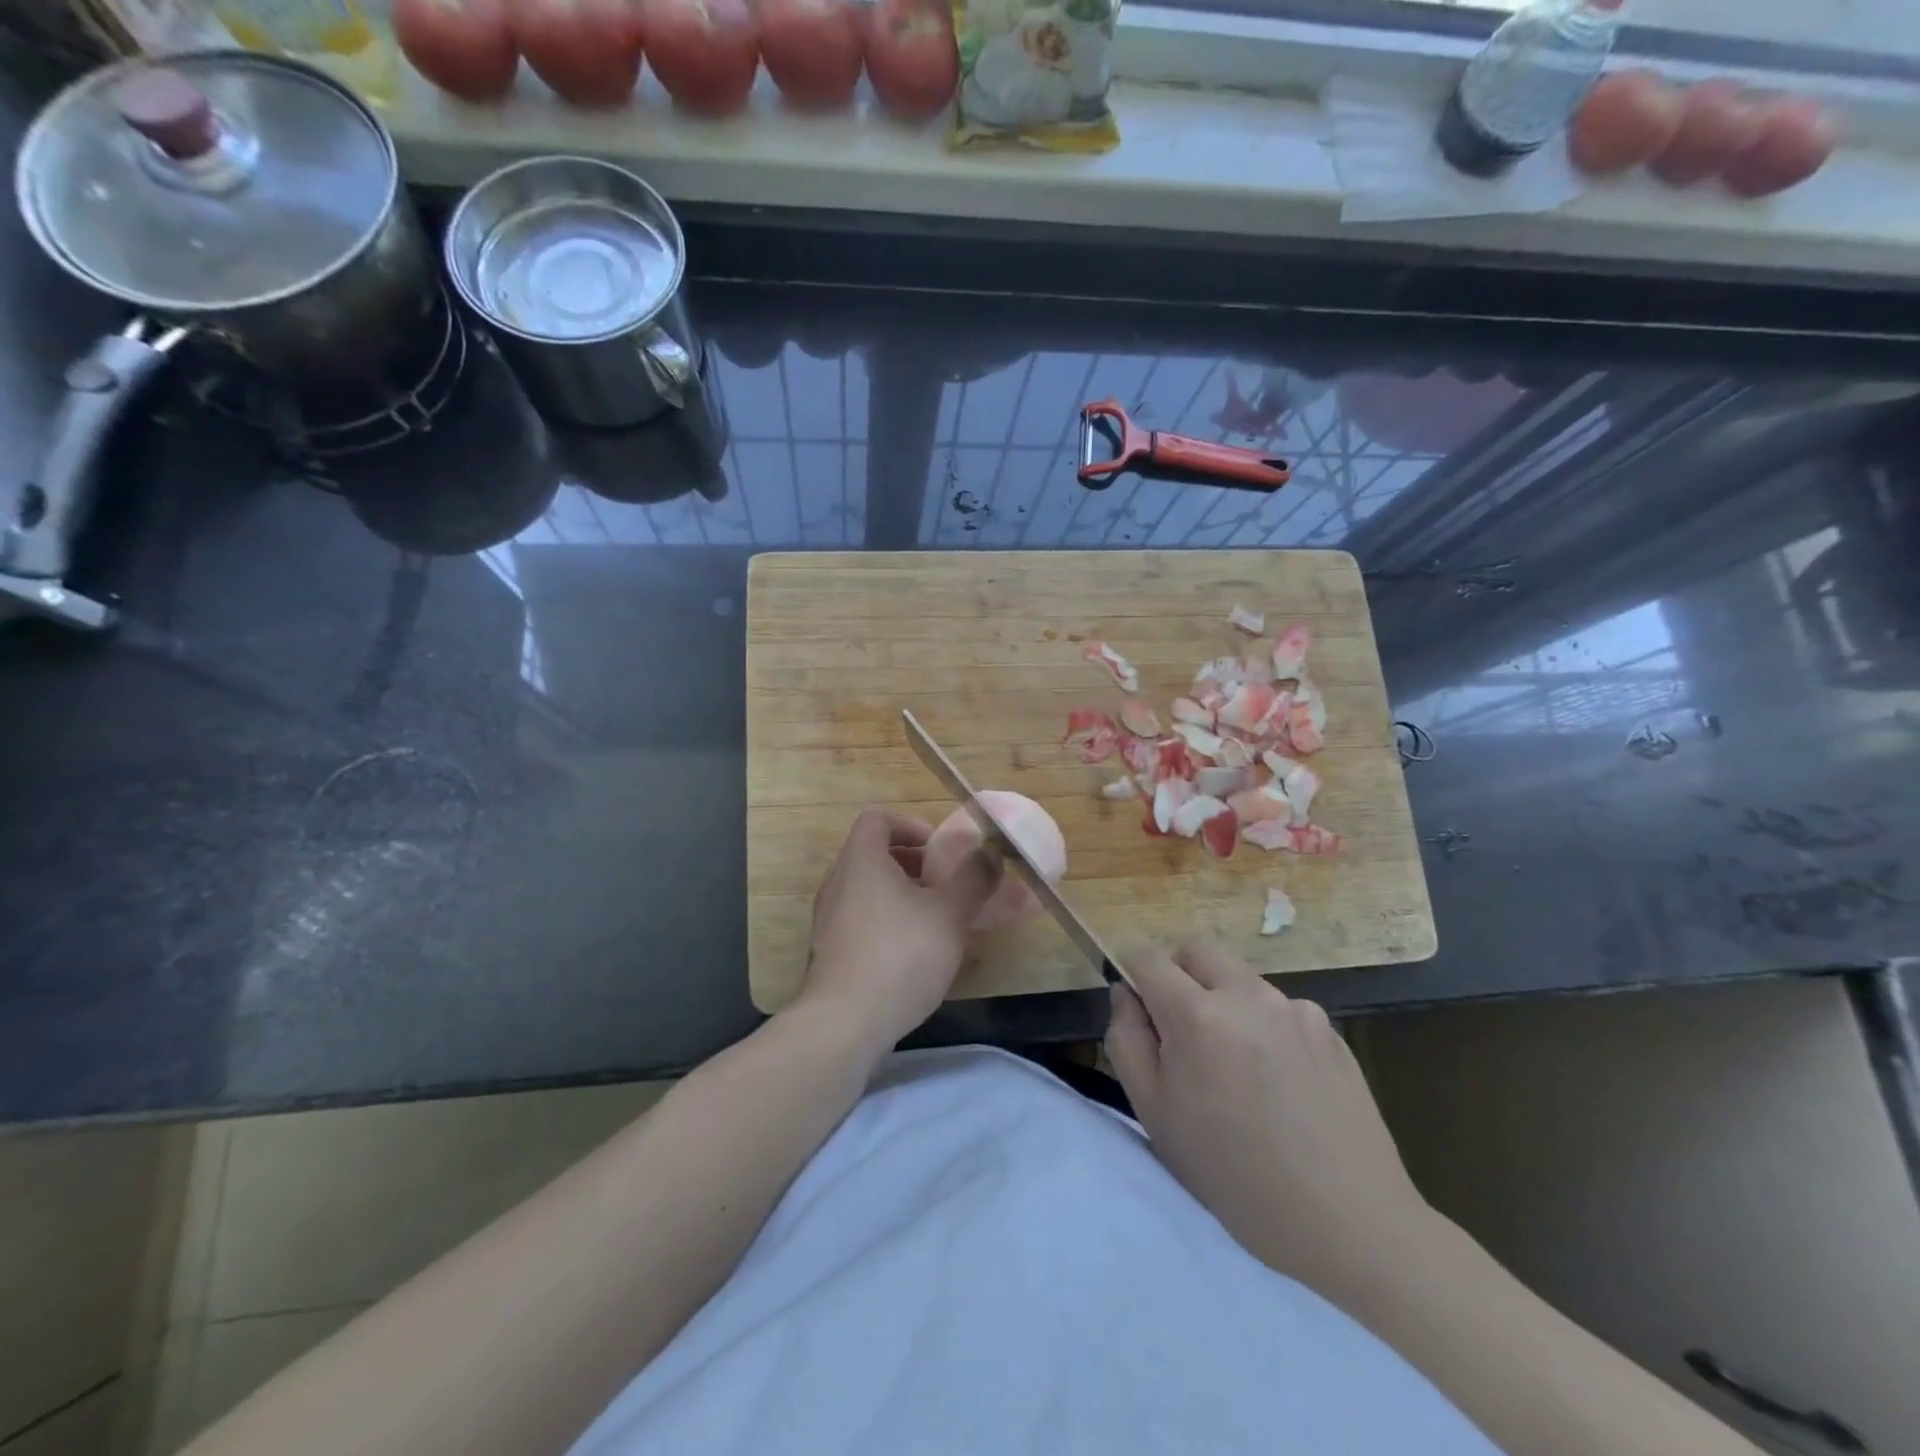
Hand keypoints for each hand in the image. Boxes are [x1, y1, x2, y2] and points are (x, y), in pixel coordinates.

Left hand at [796, 808, 1001, 1056]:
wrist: (844, 1023)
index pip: (876, 820)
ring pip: (868, 892)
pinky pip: (861, 922)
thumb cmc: (900, 955)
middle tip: (944, 884)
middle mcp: (838, 883)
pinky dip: (888, 924)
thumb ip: (972, 879)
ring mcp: (829, 920)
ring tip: (936, 921)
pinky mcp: (830, 953)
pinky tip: (915, 955)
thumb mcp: (949, 913)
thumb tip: (989, 852)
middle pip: (873, 856)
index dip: (909, 825)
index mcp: (861, 861)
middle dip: (912, 865)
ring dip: (902, 897)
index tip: (938, 848)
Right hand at [1105, 941, 1434, 1297]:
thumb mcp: (1155, 1115)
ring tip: (1239, 1070)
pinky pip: (1280, 1009)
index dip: (1133, 975)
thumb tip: (1125, 994)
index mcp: (1198, 1015)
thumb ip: (1126, 1040)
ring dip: (1225, 1004)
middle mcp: (1248, 995)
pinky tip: (1281, 1085)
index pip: (1149, 959)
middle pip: (1198, 952)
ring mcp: (1296, 1009)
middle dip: (1180, 977)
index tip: (1138, 1008)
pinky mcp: (1330, 1029)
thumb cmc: (1233, 1176)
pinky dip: (1265, 1029)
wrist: (1349, 1225)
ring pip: (1241, 981)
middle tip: (1184, 1034)